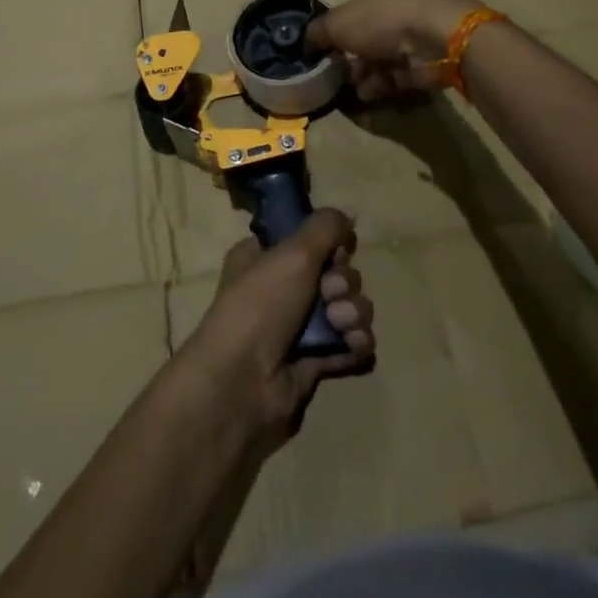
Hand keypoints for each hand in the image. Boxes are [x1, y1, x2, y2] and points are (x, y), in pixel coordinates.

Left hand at [179, 208, 375, 451]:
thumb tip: (350, 214)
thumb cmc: (260, 305)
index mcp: (264, 257)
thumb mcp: (293, 252)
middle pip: (333, 272)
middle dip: (343, 281)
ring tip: (342, 323)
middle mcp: (280, 288)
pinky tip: (354, 345)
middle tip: (332, 292)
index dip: (327, 244)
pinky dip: (355, 342)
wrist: (242, 384)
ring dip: (353, 311)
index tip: (334, 250)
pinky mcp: (313, 361)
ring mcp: (297, 327)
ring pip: (345, 307)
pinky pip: (347, 343)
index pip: (307, 239)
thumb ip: (326, 228)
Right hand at [307, 0, 483, 101]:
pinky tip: (369, 95)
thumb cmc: (381, 21)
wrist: (434, 36)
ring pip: (380, 60)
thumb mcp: (338, 23)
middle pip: (365, 39)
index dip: (335, 33)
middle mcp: (393, 13)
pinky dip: (381, 86)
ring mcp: (411, 38)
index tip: (323, 53)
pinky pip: (396, 77)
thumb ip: (319, 32)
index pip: (350, 13)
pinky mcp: (424, 63)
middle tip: (336, 76)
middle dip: (349, 59)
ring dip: (364, 76)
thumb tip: (307, 40)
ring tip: (353, 90)